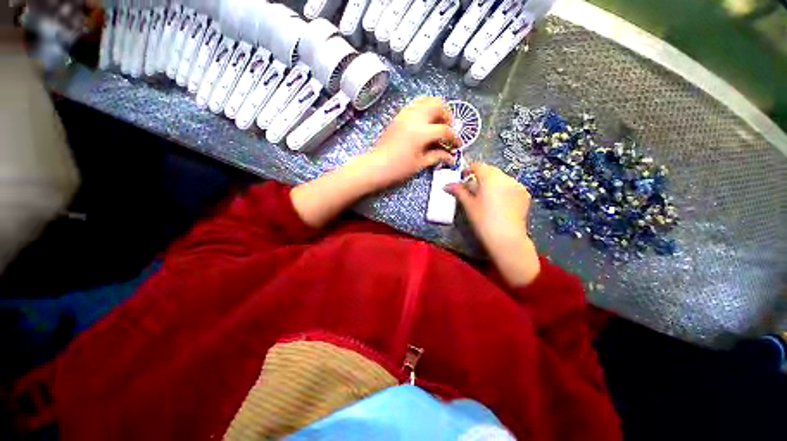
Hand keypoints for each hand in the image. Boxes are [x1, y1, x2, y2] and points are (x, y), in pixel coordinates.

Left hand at [353, 96, 459, 191]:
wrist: (376, 166)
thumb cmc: (398, 168)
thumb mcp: (420, 164)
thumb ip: (437, 156)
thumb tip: (451, 157)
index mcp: (422, 132)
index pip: (444, 130)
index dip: (454, 137)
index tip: (457, 144)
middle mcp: (415, 118)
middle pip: (437, 105)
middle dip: (447, 115)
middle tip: (448, 129)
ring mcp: (405, 115)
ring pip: (425, 100)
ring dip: (435, 109)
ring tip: (437, 124)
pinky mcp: (398, 117)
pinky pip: (414, 105)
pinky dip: (423, 109)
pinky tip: (424, 123)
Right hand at [446, 163, 540, 286]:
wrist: (506, 238)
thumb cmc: (483, 220)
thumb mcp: (468, 205)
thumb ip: (458, 191)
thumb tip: (447, 185)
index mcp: (490, 177)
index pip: (477, 166)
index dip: (468, 170)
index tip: (463, 177)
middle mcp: (505, 177)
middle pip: (490, 171)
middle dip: (480, 176)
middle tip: (472, 188)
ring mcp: (517, 185)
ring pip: (501, 178)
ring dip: (492, 182)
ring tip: (486, 196)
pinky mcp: (525, 194)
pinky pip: (511, 186)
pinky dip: (503, 189)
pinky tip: (499, 201)